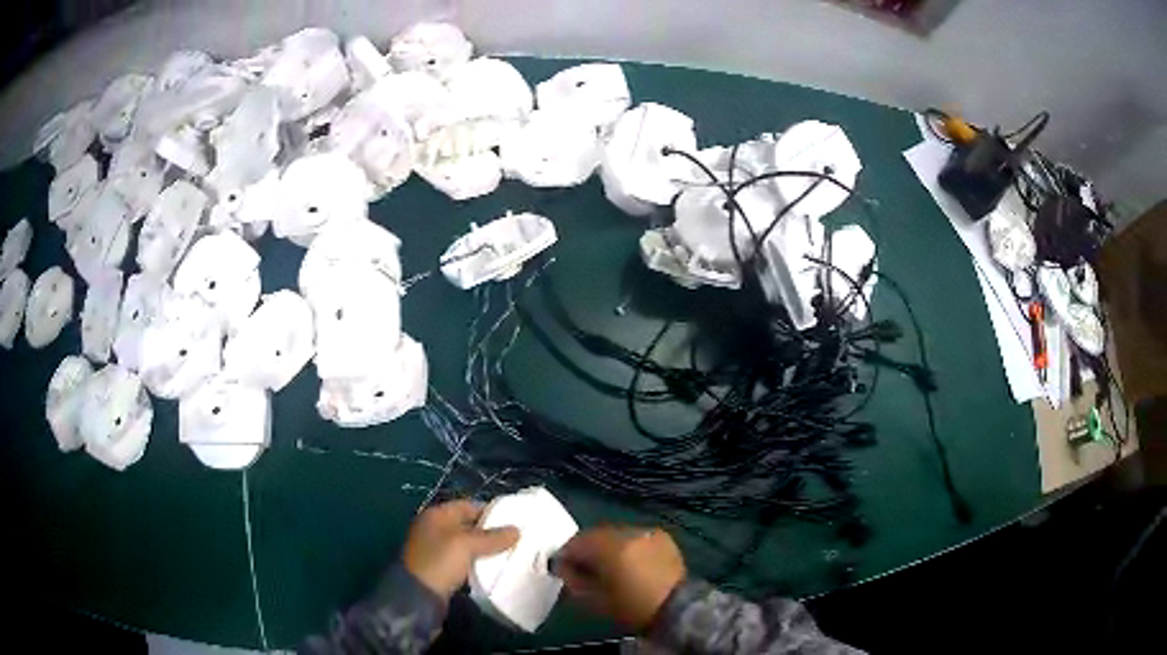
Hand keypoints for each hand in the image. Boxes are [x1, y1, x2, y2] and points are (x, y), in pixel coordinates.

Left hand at [403, 500, 520, 599]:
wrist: (417, 595)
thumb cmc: (440, 562)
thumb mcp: (467, 545)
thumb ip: (492, 537)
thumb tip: (516, 530)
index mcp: (436, 515)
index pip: (468, 505)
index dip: (490, 511)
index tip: (513, 520)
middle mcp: (433, 528)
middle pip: (467, 524)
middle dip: (489, 531)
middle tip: (514, 539)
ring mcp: (434, 548)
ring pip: (466, 544)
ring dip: (483, 548)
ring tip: (507, 553)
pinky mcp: (438, 567)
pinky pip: (462, 559)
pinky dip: (476, 561)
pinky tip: (490, 567)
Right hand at [554, 526, 685, 630]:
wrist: (678, 609)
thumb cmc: (632, 608)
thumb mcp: (595, 601)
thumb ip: (574, 580)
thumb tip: (562, 567)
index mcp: (610, 548)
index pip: (577, 542)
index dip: (566, 554)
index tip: (562, 568)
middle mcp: (628, 533)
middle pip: (596, 534)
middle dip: (587, 548)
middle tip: (583, 566)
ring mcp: (647, 532)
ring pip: (616, 534)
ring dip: (607, 546)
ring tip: (608, 565)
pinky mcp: (662, 536)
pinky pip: (635, 536)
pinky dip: (627, 545)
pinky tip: (630, 561)